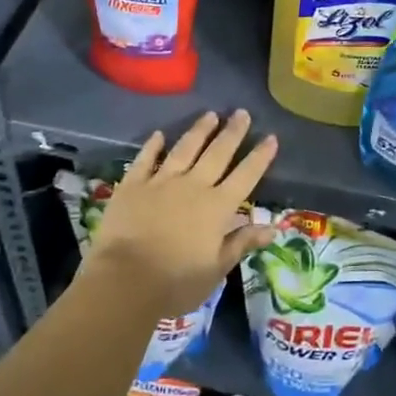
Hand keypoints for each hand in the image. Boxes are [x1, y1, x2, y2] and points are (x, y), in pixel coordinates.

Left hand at [85, 109, 278, 317]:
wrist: (124, 281)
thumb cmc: (175, 283)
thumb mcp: (216, 269)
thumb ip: (242, 243)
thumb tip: (272, 228)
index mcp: (217, 207)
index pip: (245, 176)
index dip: (259, 157)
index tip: (271, 137)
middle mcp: (193, 186)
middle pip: (217, 153)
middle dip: (232, 132)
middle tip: (242, 112)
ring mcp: (161, 182)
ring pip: (185, 149)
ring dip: (199, 131)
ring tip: (210, 115)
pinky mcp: (132, 185)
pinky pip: (145, 159)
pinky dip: (153, 146)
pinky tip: (159, 135)